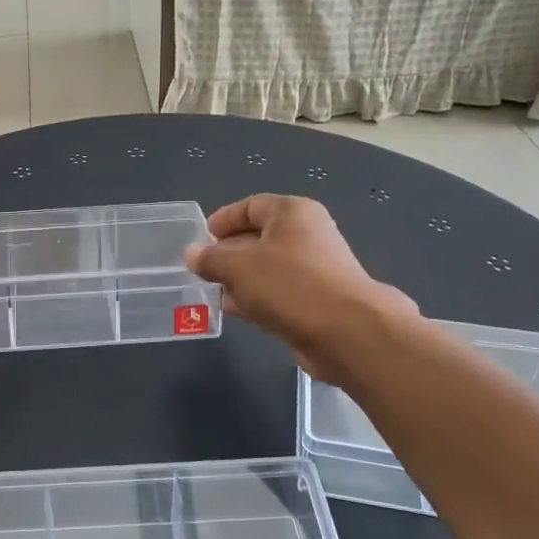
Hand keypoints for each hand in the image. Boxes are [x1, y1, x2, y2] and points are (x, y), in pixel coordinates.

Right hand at [185, 195, 415, 384]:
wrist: (346, 332)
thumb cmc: (290, 284)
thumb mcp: (238, 266)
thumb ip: (210, 258)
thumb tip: (192, 253)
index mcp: (292, 214)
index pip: (251, 206)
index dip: (223, 220)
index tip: (201, 238)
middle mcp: (306, 236)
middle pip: (258, 237)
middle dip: (228, 253)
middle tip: (201, 268)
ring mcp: (313, 270)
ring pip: (266, 269)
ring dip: (239, 279)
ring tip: (211, 291)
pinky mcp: (315, 301)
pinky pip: (277, 293)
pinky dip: (256, 299)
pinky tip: (234, 311)